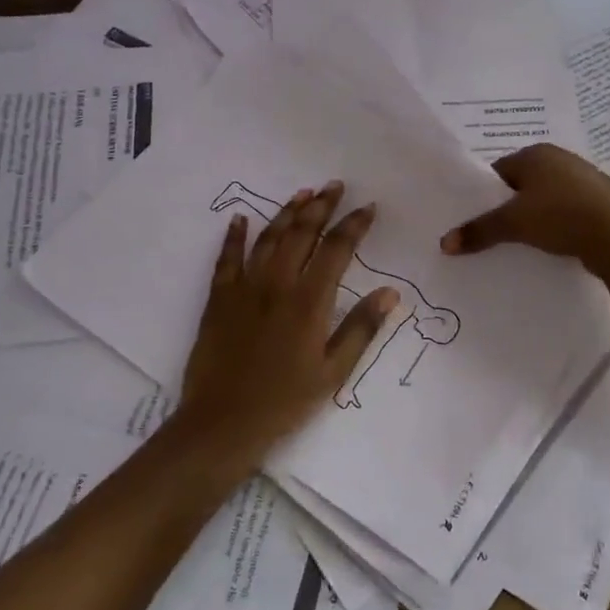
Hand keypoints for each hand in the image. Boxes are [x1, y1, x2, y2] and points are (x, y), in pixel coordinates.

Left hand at [174, 181, 399, 469]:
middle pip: (302, 233)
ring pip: (268, 238)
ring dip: (286, 213)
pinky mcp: (219, 299)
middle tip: (335, 186)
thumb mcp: (333, 372)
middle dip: (321, 206)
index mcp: (309, 301)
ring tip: (302, 194)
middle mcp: (277, 284)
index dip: (354, 225)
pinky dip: (235, 236)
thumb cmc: (285, 402)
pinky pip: (227, 259)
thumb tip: (390, 293)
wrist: (222, 424)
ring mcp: (244, 289)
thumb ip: (360, 328)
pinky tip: (241, 219)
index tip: (368, 207)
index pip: (337, 249)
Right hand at [440, 144, 609, 278]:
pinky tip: (549, 248)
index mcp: (537, 153)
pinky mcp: (598, 205)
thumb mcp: (514, 223)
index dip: (482, 195)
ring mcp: (583, 182)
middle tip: (490, 236)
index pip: (498, 171)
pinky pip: (564, 215)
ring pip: (544, 202)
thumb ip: (479, 231)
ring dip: (531, 221)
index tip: (472, 220)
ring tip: (518, 246)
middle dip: (506, 210)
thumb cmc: (563, 215)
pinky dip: (554, 229)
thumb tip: (444, 244)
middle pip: (520, 186)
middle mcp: (560, 161)